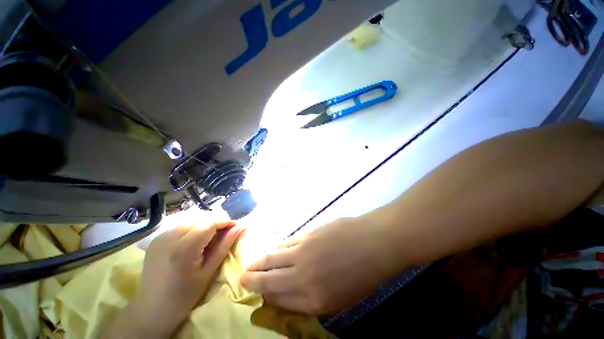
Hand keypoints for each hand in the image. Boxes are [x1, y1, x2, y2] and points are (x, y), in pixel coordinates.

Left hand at [122, 222, 242, 337]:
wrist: (152, 310)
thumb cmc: (185, 296)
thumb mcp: (209, 271)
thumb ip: (225, 245)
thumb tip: (241, 227)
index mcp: (184, 248)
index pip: (211, 222)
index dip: (226, 221)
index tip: (237, 227)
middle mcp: (170, 237)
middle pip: (201, 218)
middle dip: (217, 222)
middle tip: (226, 233)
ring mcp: (161, 236)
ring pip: (191, 219)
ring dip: (206, 224)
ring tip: (213, 236)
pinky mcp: (157, 239)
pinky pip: (181, 226)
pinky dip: (194, 228)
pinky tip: (196, 239)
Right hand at [240, 216, 399, 314]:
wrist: (374, 243)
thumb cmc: (363, 274)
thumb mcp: (340, 297)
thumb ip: (314, 296)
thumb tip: (293, 289)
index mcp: (314, 301)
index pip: (280, 301)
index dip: (266, 296)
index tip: (256, 294)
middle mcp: (303, 278)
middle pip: (270, 279)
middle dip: (253, 279)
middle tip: (242, 278)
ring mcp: (303, 253)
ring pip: (273, 258)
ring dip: (260, 262)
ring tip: (251, 264)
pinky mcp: (306, 235)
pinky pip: (286, 243)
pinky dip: (277, 248)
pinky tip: (273, 249)